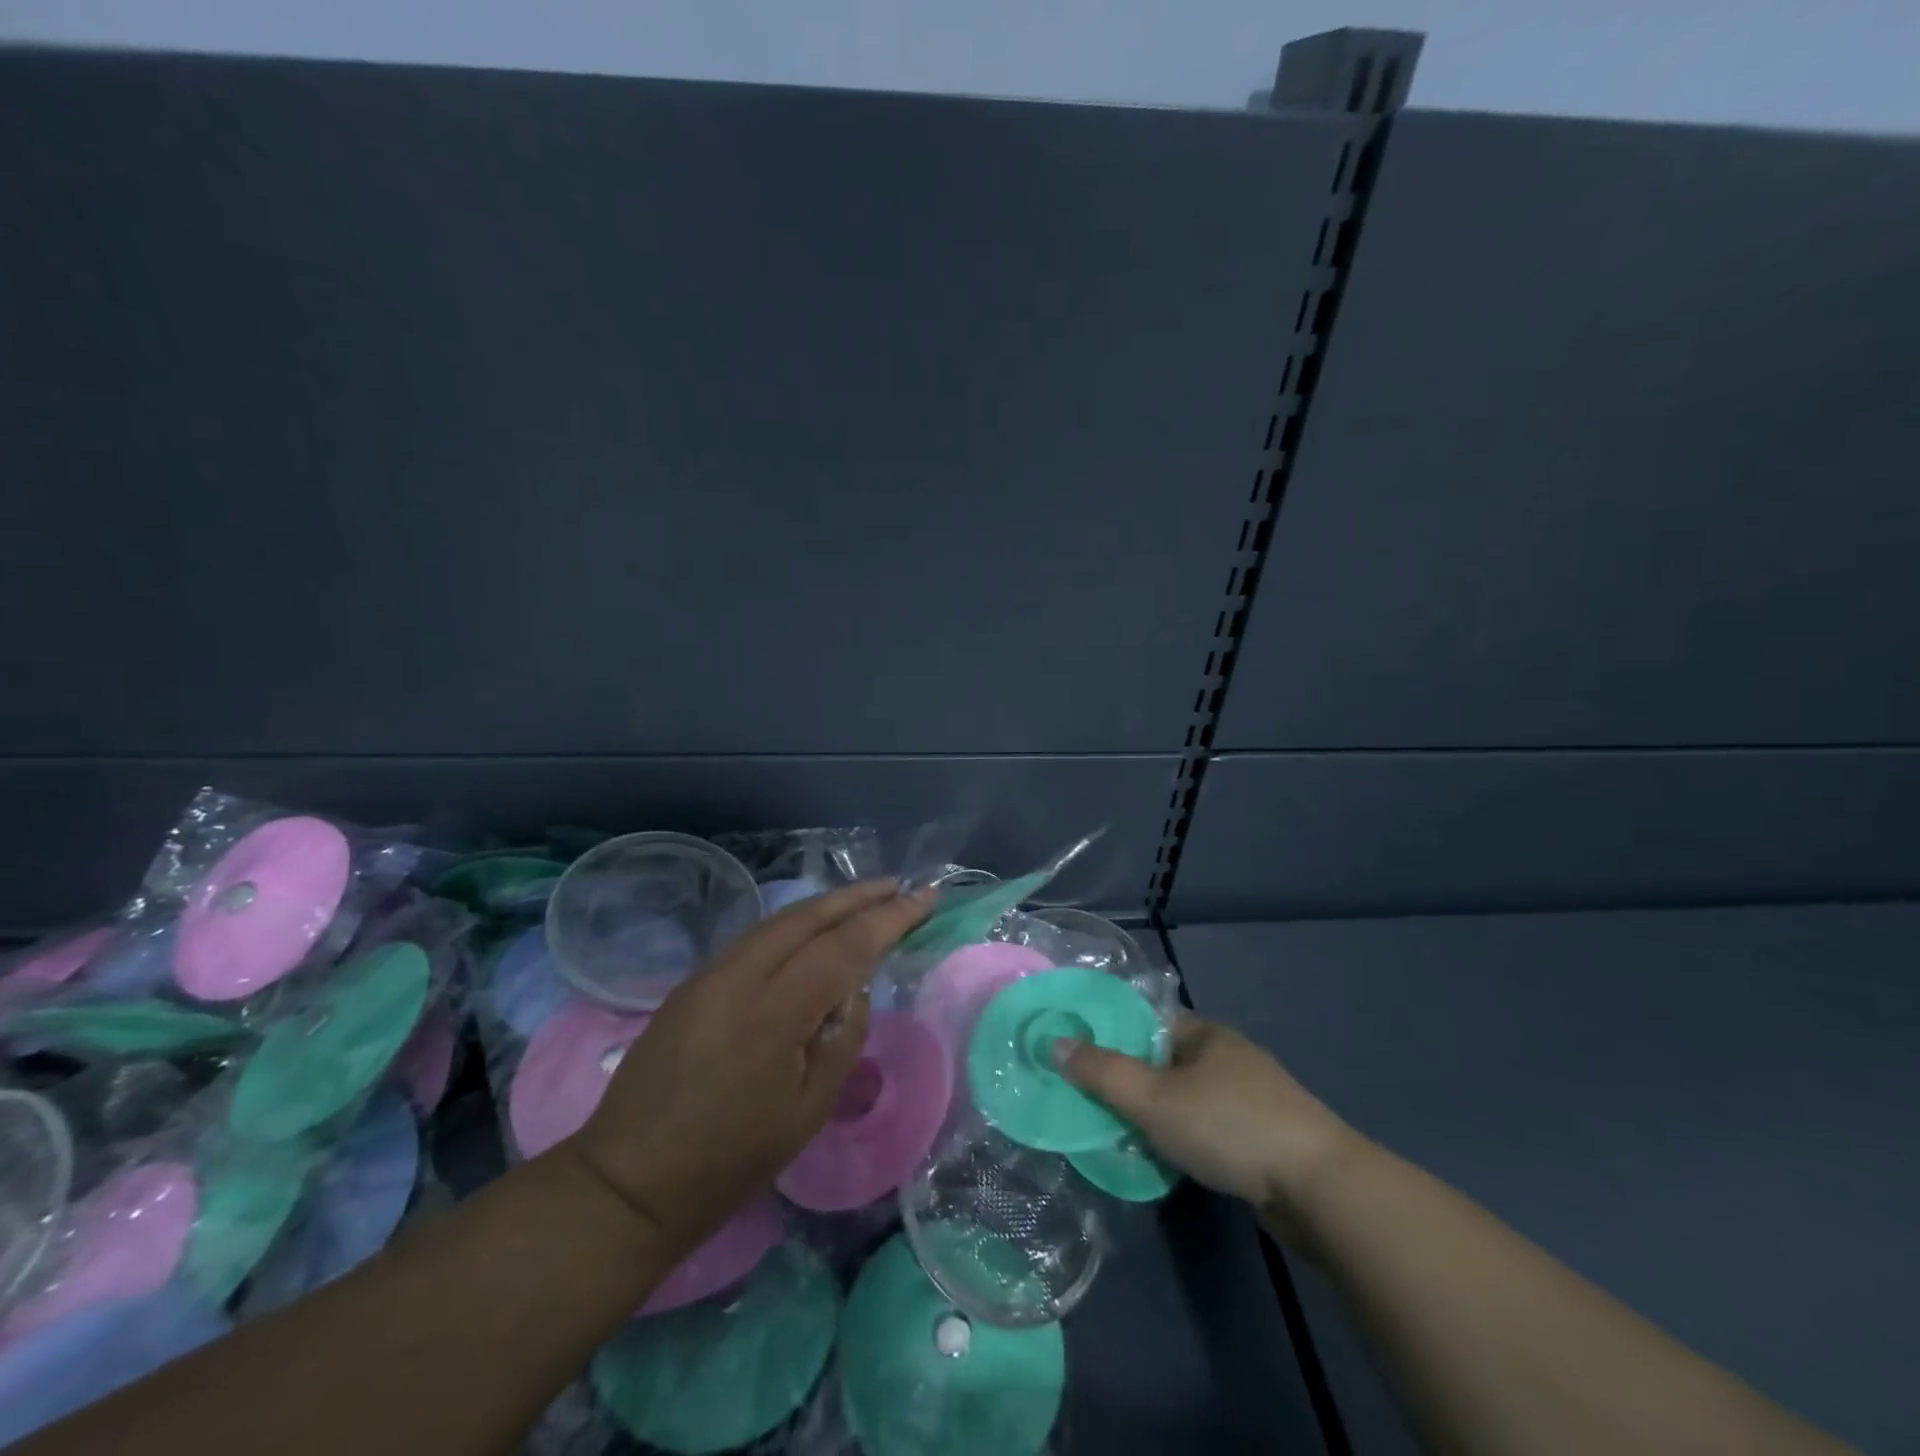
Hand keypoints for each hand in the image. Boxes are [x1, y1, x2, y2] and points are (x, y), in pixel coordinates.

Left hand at [566, 880, 932, 1253]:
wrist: (629, 1182)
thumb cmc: (730, 1160)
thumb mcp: (808, 1111)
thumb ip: (842, 1040)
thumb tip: (853, 991)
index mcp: (773, 1012)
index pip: (844, 946)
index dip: (889, 919)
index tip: (925, 897)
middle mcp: (739, 976)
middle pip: (808, 916)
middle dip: (858, 896)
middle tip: (898, 885)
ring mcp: (709, 974)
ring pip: (779, 921)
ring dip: (826, 905)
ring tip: (864, 899)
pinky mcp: (692, 982)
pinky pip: (756, 938)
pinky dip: (794, 925)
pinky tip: (812, 931)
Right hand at [1056, 1015, 1361, 1230]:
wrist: (1321, 1189)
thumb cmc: (1230, 1127)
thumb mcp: (1154, 1099)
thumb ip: (1103, 1073)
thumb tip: (1055, 1043)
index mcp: (1204, 1033)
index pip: (1146, 1019)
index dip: (1109, 1031)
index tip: (1076, 1052)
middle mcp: (1227, 1056)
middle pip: (1163, 1059)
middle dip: (1129, 1078)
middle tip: (1089, 1099)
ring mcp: (1251, 1096)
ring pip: (1185, 1095)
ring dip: (1156, 1112)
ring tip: (1119, 1132)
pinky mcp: (1264, 1136)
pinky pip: (1208, 1125)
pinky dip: (1183, 1136)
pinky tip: (1166, 1158)